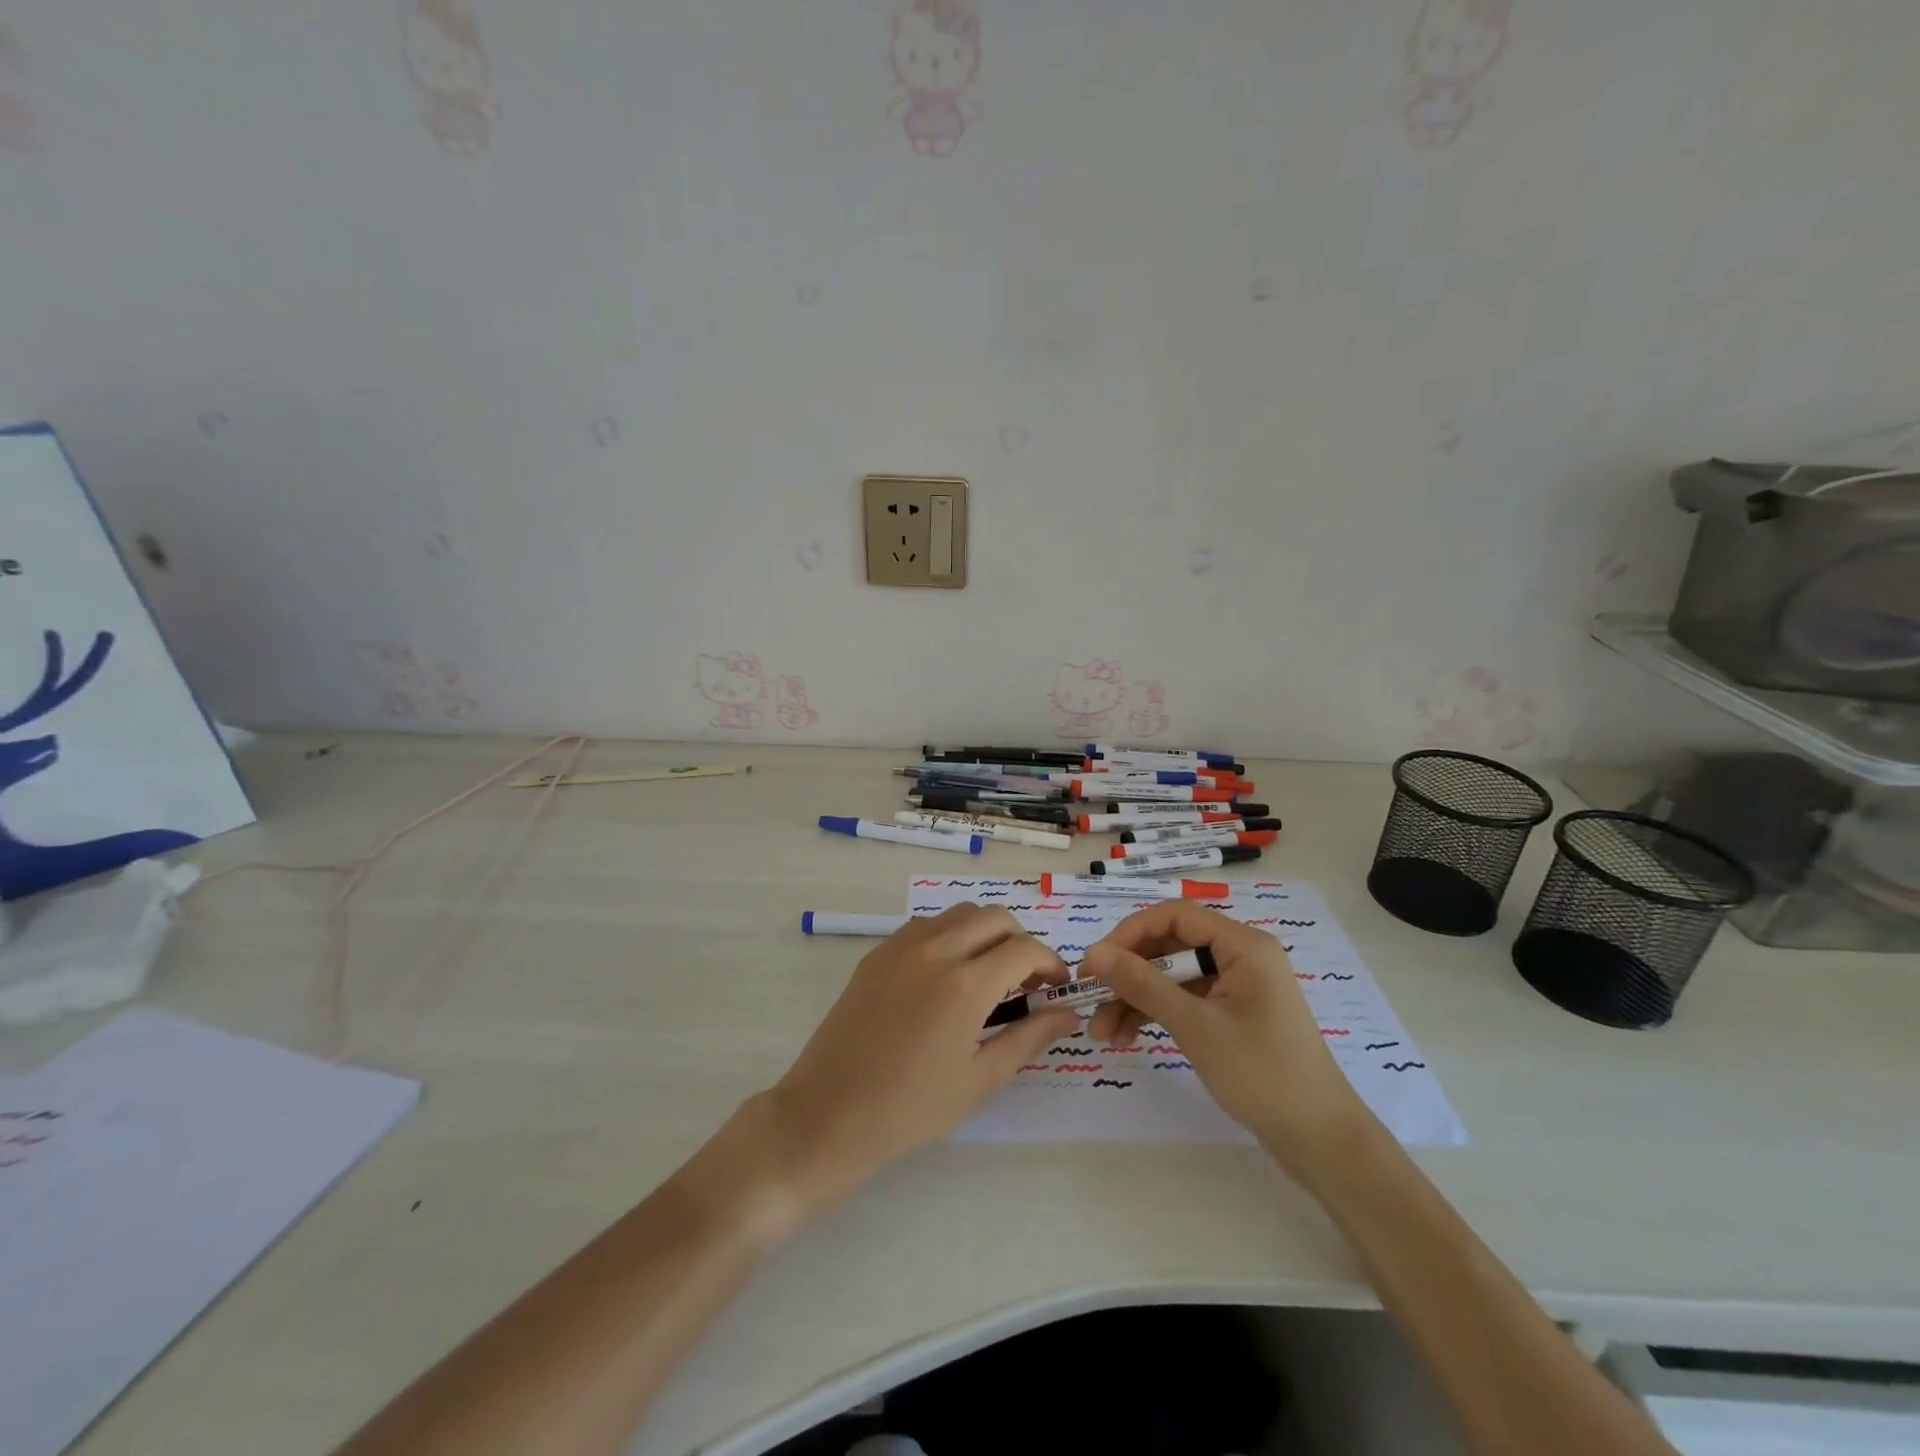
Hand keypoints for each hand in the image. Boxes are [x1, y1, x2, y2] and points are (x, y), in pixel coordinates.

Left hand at [762, 904, 1079, 1211]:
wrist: (828, 1114)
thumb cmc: (911, 1109)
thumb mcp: (980, 1079)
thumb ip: (1030, 1037)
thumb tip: (1068, 1013)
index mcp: (965, 985)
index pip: (1025, 948)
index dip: (1050, 963)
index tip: (1056, 987)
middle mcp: (936, 950)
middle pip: (995, 917)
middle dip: (1021, 941)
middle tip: (1026, 980)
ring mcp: (901, 946)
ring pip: (959, 913)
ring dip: (985, 932)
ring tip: (988, 974)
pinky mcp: (878, 953)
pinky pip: (926, 925)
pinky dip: (950, 935)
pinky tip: (947, 974)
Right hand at [1082, 904, 1370, 1172]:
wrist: (1321, 1141)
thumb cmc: (1263, 1074)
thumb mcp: (1196, 1026)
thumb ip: (1142, 984)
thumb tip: (1093, 953)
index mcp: (1243, 944)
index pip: (1174, 915)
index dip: (1130, 933)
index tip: (1096, 964)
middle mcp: (1240, 955)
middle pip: (1170, 945)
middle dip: (1128, 974)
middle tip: (1091, 1001)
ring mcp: (1237, 986)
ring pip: (1172, 976)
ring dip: (1136, 999)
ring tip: (1102, 1034)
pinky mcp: (1232, 1013)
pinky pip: (1185, 999)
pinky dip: (1156, 1014)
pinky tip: (1127, 1038)